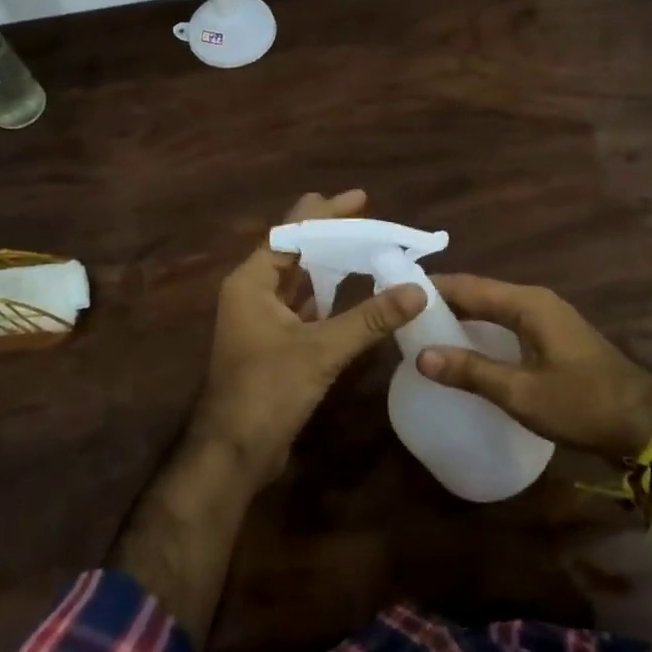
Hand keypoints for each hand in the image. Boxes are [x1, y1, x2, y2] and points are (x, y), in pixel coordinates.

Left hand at [194, 189, 424, 484]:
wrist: (234, 453)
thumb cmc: (267, 390)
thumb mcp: (321, 350)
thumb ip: (369, 318)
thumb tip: (417, 290)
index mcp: (251, 283)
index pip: (290, 233)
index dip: (325, 214)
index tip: (359, 198)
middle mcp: (252, 294)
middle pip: (293, 251)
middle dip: (326, 232)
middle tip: (363, 214)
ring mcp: (261, 321)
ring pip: (299, 280)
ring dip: (328, 263)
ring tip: (363, 244)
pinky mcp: (274, 345)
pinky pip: (304, 307)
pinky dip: (327, 295)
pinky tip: (351, 290)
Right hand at [418, 276, 651, 460]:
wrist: (644, 423)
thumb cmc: (582, 404)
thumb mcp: (521, 392)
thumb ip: (471, 371)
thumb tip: (421, 356)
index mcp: (527, 303)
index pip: (468, 286)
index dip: (432, 288)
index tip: (396, 292)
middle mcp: (535, 301)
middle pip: (480, 293)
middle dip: (443, 302)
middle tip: (403, 316)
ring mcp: (547, 317)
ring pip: (493, 308)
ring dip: (462, 316)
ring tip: (424, 331)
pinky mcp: (553, 336)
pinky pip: (507, 322)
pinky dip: (482, 329)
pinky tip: (465, 348)